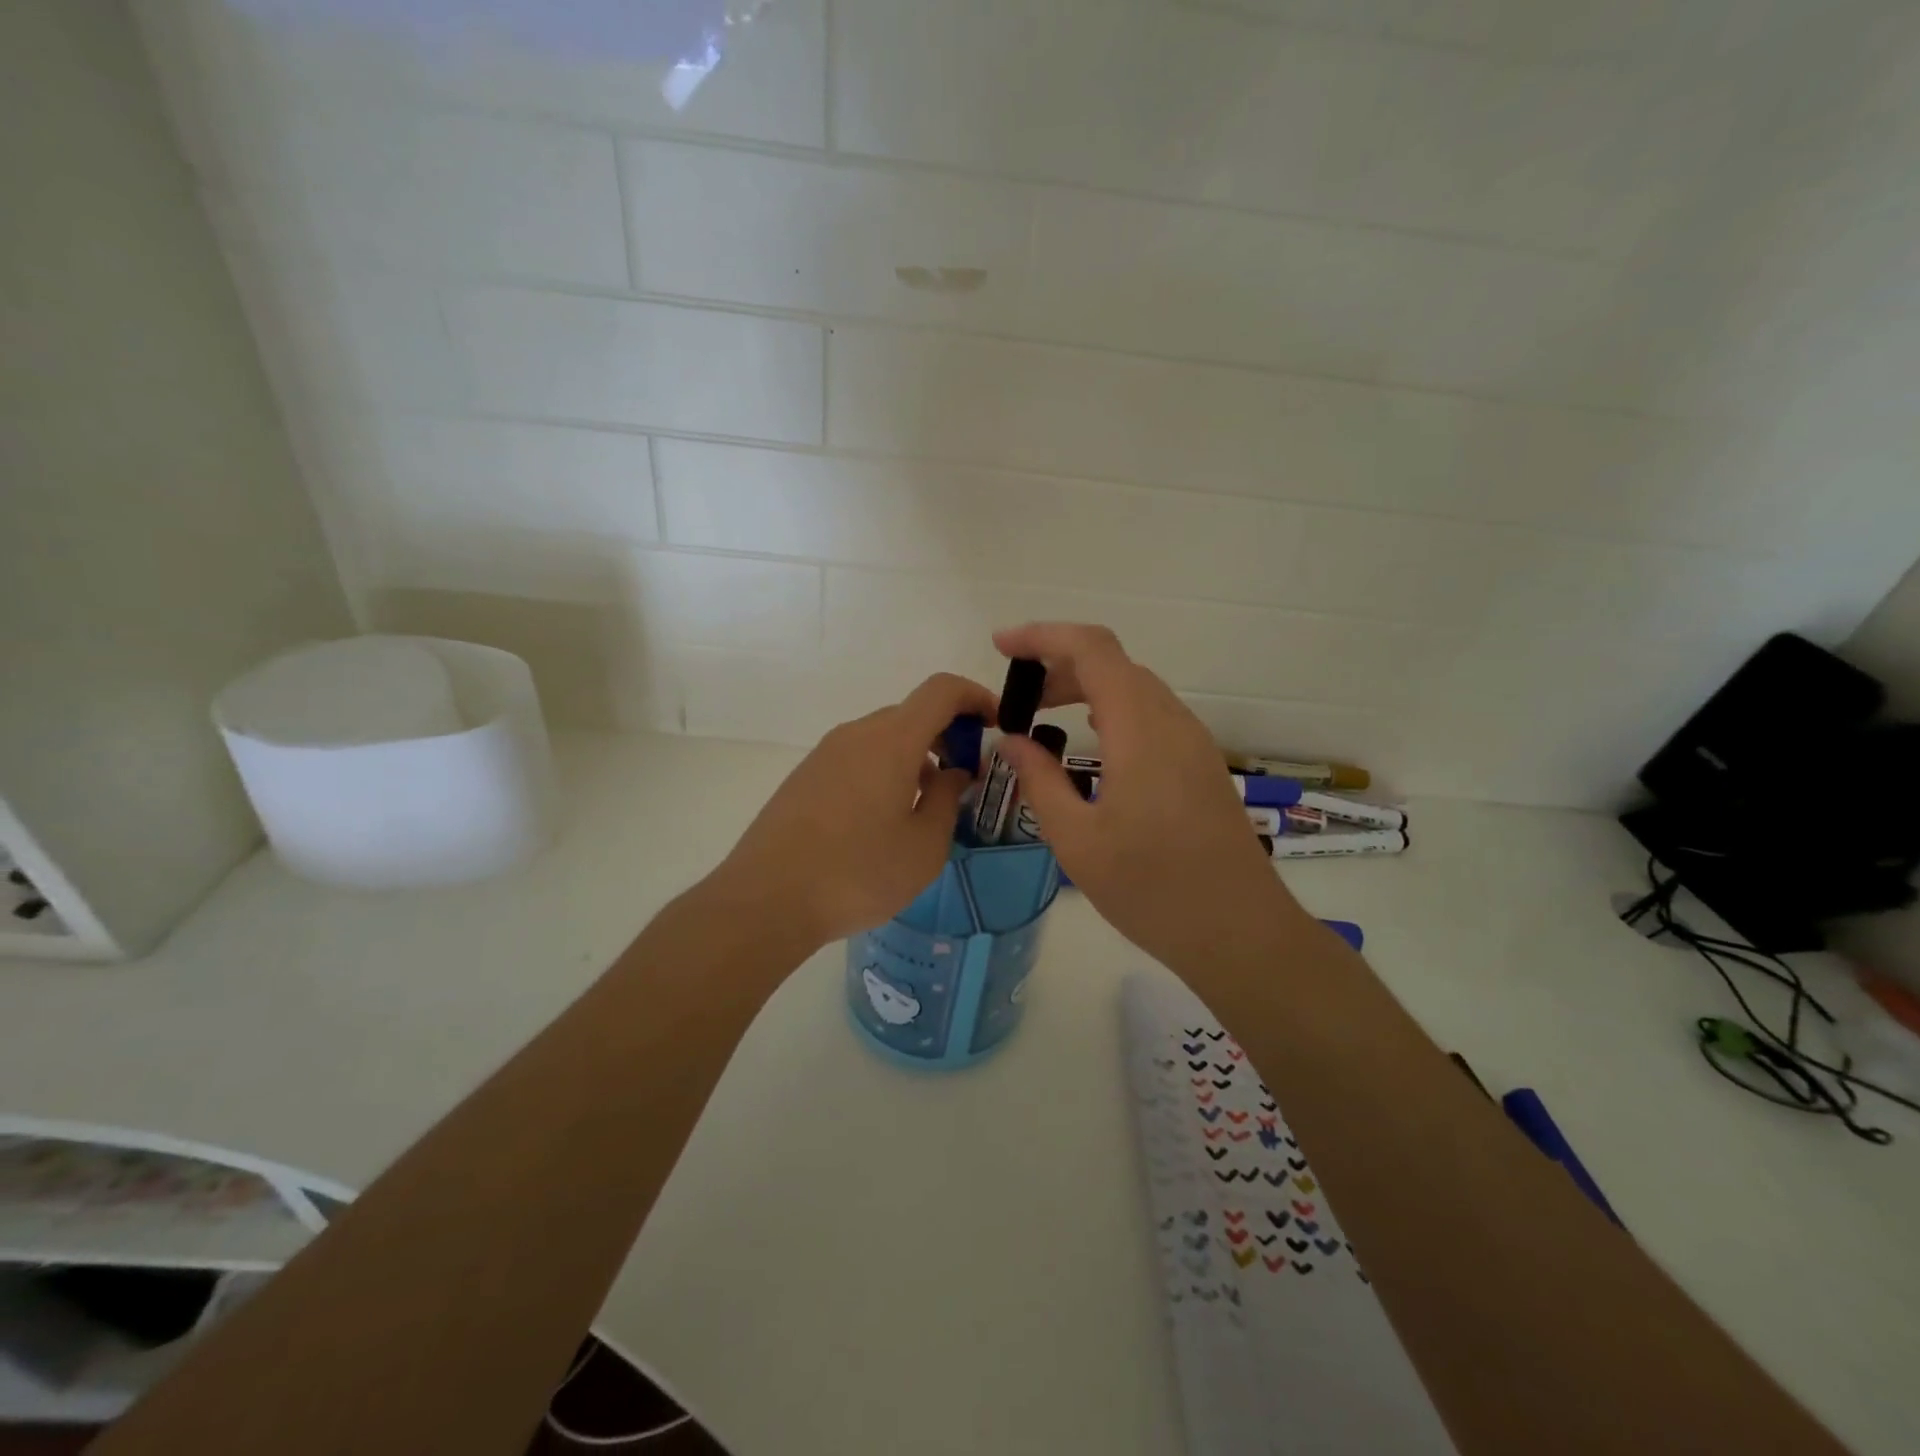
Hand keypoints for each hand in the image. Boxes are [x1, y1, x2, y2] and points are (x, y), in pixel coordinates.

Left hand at [719, 672, 997, 948]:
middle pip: (912, 714)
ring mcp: (825, 753)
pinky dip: (885, 769)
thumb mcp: (924, 846)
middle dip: (948, 735)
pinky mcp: (805, 776)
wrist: (766, 899)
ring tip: (926, 806)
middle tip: (966, 779)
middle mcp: (857, 734)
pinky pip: (858, 757)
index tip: (996, 726)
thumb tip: (953, 772)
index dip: (976, 697)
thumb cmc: (858, 873)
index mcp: (892, 740)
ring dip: (916, 756)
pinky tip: (884, 819)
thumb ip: (947, 799)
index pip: (942, 690)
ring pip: (884, 737)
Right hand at [991, 624, 1296, 972]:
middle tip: (1015, 697)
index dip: (1043, 635)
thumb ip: (1039, 780)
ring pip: (1135, 687)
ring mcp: (1193, 742)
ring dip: (1085, 686)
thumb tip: (1011, 739)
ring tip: (1043, 715)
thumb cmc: (1152, 890)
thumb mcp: (1077, 840)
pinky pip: (1151, 714)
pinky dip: (1111, 709)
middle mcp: (1172, 722)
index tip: (1000, 646)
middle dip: (1058, 665)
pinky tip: (1091, 743)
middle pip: (1113, 663)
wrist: (1240, 932)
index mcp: (1140, 730)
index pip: (1092, 650)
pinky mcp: (1200, 764)